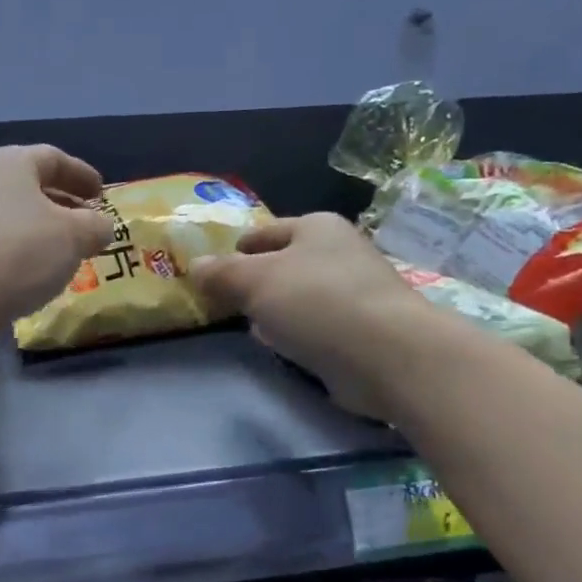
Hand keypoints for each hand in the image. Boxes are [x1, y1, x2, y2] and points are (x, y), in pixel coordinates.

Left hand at [0, 144, 114, 332]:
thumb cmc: (20, 251)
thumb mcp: (74, 236)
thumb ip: (96, 226)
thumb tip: (101, 227)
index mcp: (13, 163)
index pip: (55, 158)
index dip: (82, 175)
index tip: (102, 194)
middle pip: (34, 188)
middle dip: (65, 206)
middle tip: (90, 226)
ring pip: (19, 219)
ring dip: (46, 233)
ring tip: (70, 254)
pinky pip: (4, 245)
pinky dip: (26, 254)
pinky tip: (40, 275)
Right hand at [191, 213, 436, 418]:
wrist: (387, 355)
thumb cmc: (316, 303)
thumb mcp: (255, 282)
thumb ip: (221, 274)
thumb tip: (194, 266)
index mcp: (317, 227)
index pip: (265, 232)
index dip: (237, 249)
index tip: (213, 271)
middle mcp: (340, 252)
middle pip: (285, 264)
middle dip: (256, 281)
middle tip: (225, 301)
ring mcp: (355, 292)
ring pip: (301, 296)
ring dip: (277, 310)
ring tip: (250, 325)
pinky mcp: (362, 330)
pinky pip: (317, 326)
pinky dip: (298, 333)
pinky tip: (282, 346)